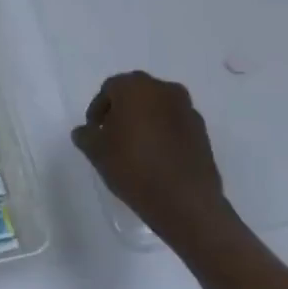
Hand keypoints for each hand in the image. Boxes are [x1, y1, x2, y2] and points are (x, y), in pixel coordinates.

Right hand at [72, 73, 239, 249]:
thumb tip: (85, 132)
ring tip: (135, 148)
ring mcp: (187, 110)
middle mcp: (164, 90)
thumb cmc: (134, 167)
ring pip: (157, 108)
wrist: (186, 202)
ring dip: (144, 121)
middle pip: (135, 94)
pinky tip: (156, 157)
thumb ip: (85, 135)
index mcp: (135, 87)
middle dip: (122, 112)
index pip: (109, 89)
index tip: (94, 132)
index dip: (97, 110)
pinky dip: (163, 134)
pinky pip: (174, 125)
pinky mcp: (202, 132)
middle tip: (111, 136)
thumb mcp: (96, 152)